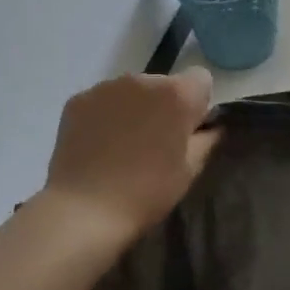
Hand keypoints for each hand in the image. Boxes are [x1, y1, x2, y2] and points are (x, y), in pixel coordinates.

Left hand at [42, 69, 220, 245]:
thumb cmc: (147, 192)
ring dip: (135, 108)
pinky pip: (103, 101)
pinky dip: (105, 116)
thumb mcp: (191, 170)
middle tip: (154, 143)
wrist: (84, 210)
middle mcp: (143, 79)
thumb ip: (207, 139)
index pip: (201, 79)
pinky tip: (98, 146)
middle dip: (164, 105)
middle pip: (164, 84)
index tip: (187, 131)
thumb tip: (211, 126)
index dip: (197, 104)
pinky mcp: (78, 99)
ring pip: (132, 91)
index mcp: (177, 93)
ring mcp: (106, 87)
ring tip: (122, 146)